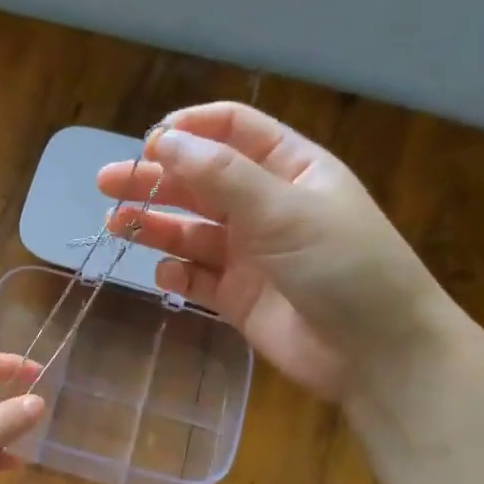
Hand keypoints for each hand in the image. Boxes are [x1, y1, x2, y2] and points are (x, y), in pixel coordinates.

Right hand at [96, 103, 453, 400]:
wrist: (375, 352)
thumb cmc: (343, 265)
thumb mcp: (284, 210)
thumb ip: (222, 176)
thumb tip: (164, 141)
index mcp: (290, 169)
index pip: (233, 131)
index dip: (190, 130)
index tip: (148, 143)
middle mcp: (266, 206)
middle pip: (201, 181)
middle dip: (156, 180)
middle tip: (108, 184)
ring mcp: (250, 253)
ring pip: (191, 230)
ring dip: (155, 225)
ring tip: (116, 225)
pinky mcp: (237, 297)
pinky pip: (197, 277)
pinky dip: (177, 273)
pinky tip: (164, 273)